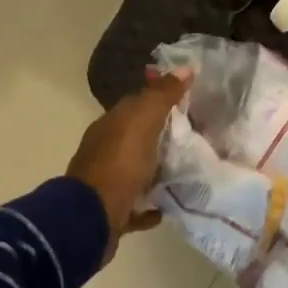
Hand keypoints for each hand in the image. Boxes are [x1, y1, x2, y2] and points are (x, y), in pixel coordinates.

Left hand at [66, 71, 188, 261]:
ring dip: (158, 171)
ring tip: (188, 172)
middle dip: (161, 138)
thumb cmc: (118, 165)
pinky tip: (168, 206)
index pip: (135, 106)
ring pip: (137, 173)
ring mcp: (108, 184)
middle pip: (137, 140)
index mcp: (110, 127)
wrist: (92, 218)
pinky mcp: (114, 213)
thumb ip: (162, 96)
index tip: (189, 102)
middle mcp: (106, 152)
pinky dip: (151, 205)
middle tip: (195, 139)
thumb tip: (185, 68)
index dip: (160, 101)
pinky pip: (137, 206)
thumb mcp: (142, 123)